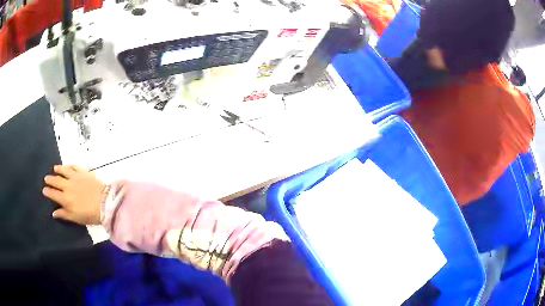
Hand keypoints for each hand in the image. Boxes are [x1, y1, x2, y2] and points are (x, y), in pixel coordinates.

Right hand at [43, 165, 105, 224]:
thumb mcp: (76, 218)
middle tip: (46, 178)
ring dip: (58, 169)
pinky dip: (69, 165)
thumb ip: (64, 214)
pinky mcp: (84, 172)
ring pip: (64, 170)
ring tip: (54, 168)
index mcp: (65, 199)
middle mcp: (68, 186)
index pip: (53, 194)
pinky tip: (68, 165)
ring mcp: (75, 177)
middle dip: (50, 179)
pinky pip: (74, 166)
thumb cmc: (90, 215)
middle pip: (56, 181)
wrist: (105, 203)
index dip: (48, 192)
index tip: (44, 190)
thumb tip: (54, 213)